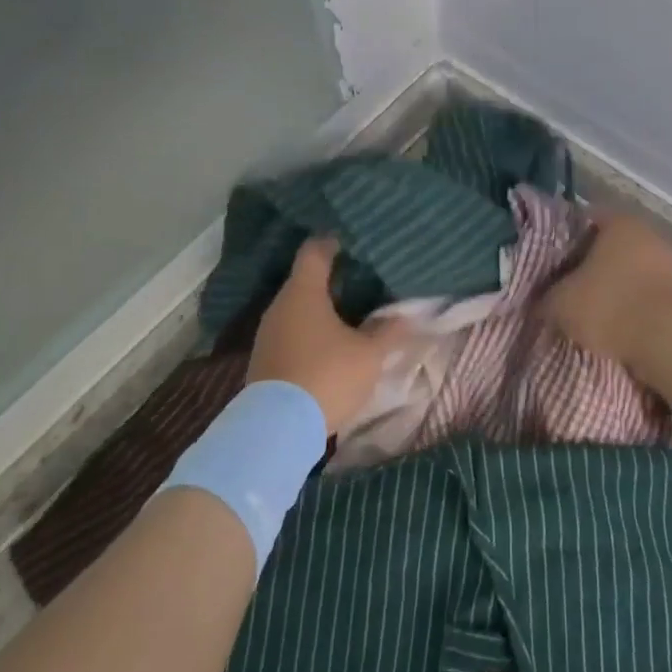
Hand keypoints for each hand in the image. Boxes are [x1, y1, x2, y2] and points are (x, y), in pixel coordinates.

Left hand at [248, 239, 412, 434]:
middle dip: (335, 278)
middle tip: (366, 278)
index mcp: (303, 292)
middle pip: (306, 279)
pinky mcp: (265, 359)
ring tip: (354, 312)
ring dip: (323, 308)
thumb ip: (389, 331)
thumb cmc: (327, 376)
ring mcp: (268, 334)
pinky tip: (332, 344)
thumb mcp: (369, 355)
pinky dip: (311, 331)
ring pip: (299, 308)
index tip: (357, 241)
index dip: (336, 241)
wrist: (277, 430)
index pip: (315, 249)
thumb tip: (406, 314)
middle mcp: (280, 306)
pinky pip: (292, 332)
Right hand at [541, 209, 671, 382]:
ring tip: (590, 309)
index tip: (550, 261)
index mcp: (619, 222)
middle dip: (590, 264)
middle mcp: (648, 234)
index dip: (564, 240)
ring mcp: (669, 264)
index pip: (585, 220)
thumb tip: (540, 300)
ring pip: (630, 270)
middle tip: (567, 285)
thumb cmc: (607, 306)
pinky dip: (632, 304)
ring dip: (614, 286)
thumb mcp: (559, 303)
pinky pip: (646, 293)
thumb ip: (546, 296)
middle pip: (610, 245)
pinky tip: (615, 324)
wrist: (664, 342)